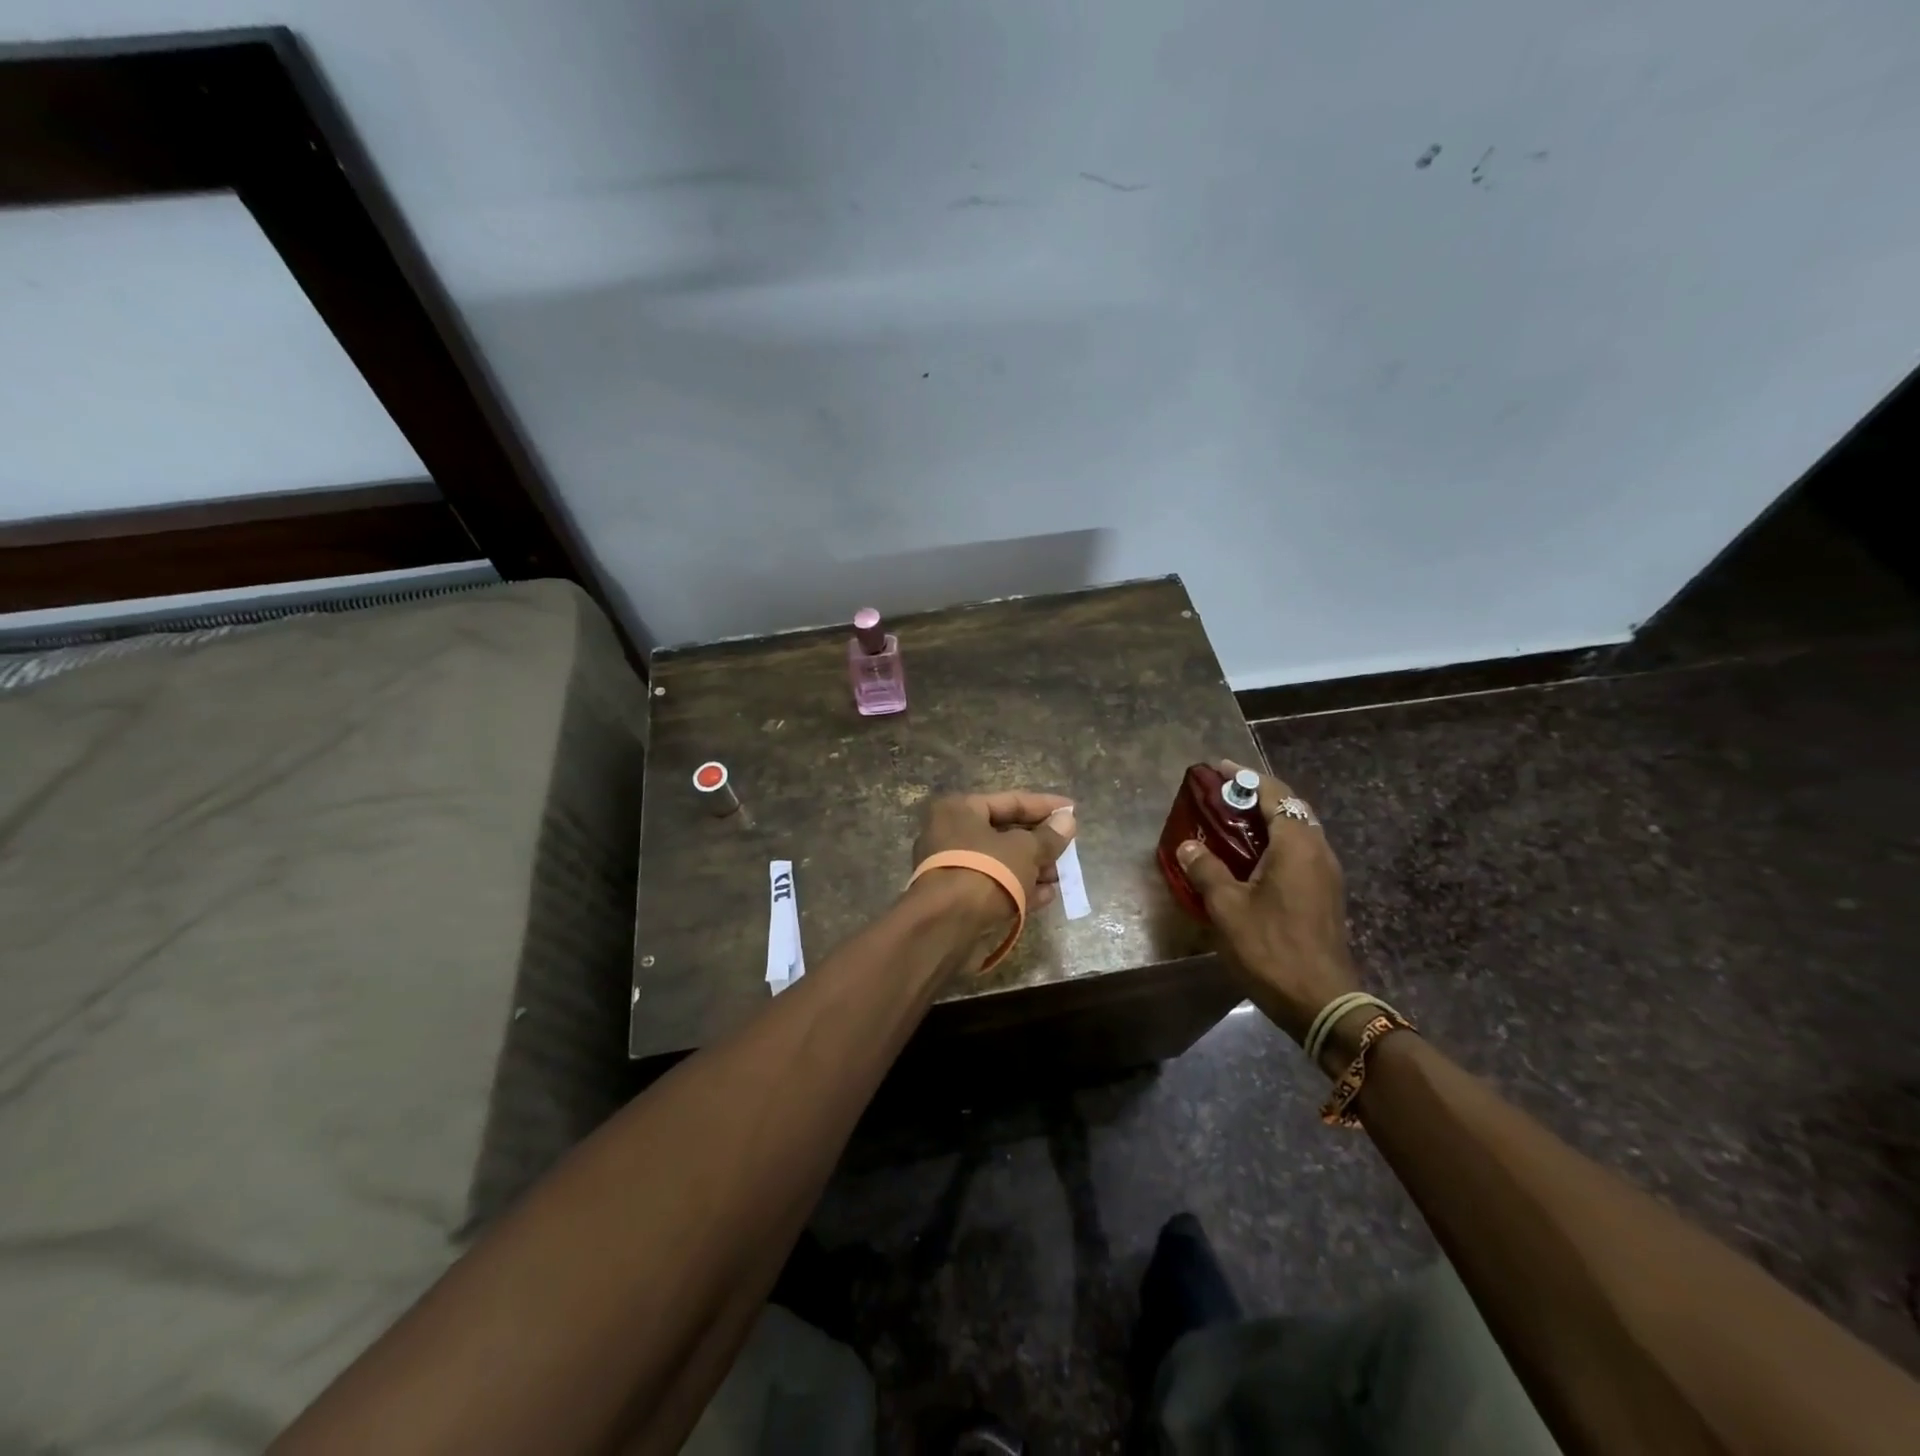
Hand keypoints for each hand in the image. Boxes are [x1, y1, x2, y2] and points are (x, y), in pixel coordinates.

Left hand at [912, 790, 1077, 926]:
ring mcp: (952, 867)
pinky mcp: (956, 898)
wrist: (946, 926)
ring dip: (1033, 868)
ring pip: (1000, 862)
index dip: (1045, 806)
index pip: (1010, 801)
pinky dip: (1019, 888)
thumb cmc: (985, 871)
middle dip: (1039, 842)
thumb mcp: (1024, 850)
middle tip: (1069, 848)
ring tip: (1062, 876)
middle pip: (1004, 832)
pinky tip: (1047, 896)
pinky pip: (993, 885)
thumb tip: (1067, 820)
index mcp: (960, 809)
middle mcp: (950, 833)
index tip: (1073, 810)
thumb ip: (1048, 837)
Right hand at [1175, 759, 1359, 1044]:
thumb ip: (1206, 869)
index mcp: (1296, 844)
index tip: (1218, 769)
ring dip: (1267, 819)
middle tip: (1222, 795)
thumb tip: (1188, 845)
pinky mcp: (1325, 894)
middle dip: (1257, 795)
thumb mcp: (1227, 907)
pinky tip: (1250, 858)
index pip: (1274, 793)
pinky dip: (1275, 842)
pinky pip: (1299, 852)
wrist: (1322, 1002)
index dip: (1246, 778)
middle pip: (1290, 807)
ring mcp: (1326, 873)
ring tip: (1231, 822)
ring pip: (1297, 830)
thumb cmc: (1271, 948)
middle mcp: (1318, 850)